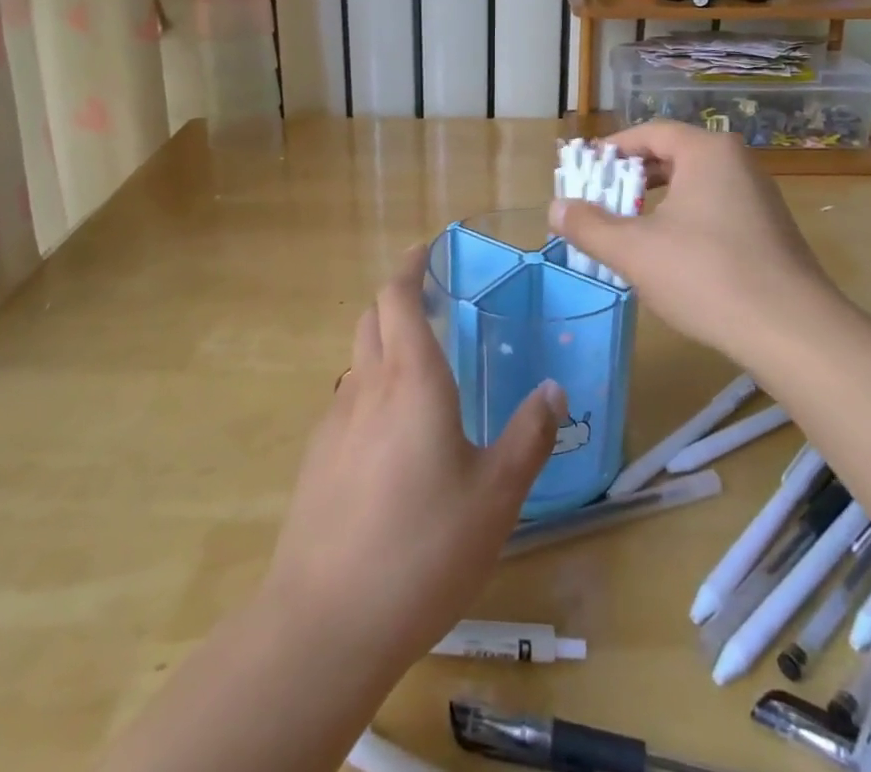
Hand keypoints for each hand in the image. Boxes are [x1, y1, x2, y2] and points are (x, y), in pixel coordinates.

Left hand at [259, 246, 563, 676]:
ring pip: (358, 357)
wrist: (326, 621)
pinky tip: (393, 435)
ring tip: (420, 368)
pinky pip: (348, 400)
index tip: (428, 249)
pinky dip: (371, 388)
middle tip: (432, 303)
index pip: (398, 295)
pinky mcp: (317, 458)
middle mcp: (367, 385)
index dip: (410, 265)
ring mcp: (334, 421)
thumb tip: (553, 390)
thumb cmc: (424, 548)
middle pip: (372, 316)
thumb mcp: (496, 496)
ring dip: (384, 343)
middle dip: (397, 297)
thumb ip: (528, 437)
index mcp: (412, 378)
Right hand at [547, 121, 844, 362]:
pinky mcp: (769, 229)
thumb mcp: (634, 251)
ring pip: (693, 184)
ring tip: (629, 228)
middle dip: (631, 178)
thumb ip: (589, 226)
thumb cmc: (706, 276)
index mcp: (707, 152)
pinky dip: (683, 218)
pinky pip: (714, 208)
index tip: (585, 171)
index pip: (649, 133)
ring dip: (656, 201)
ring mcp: (758, 196)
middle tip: (601, 200)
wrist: (793, 331)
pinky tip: (670, 253)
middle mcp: (737, 162)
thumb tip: (555, 207)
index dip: (612, 150)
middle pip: (672, 156)